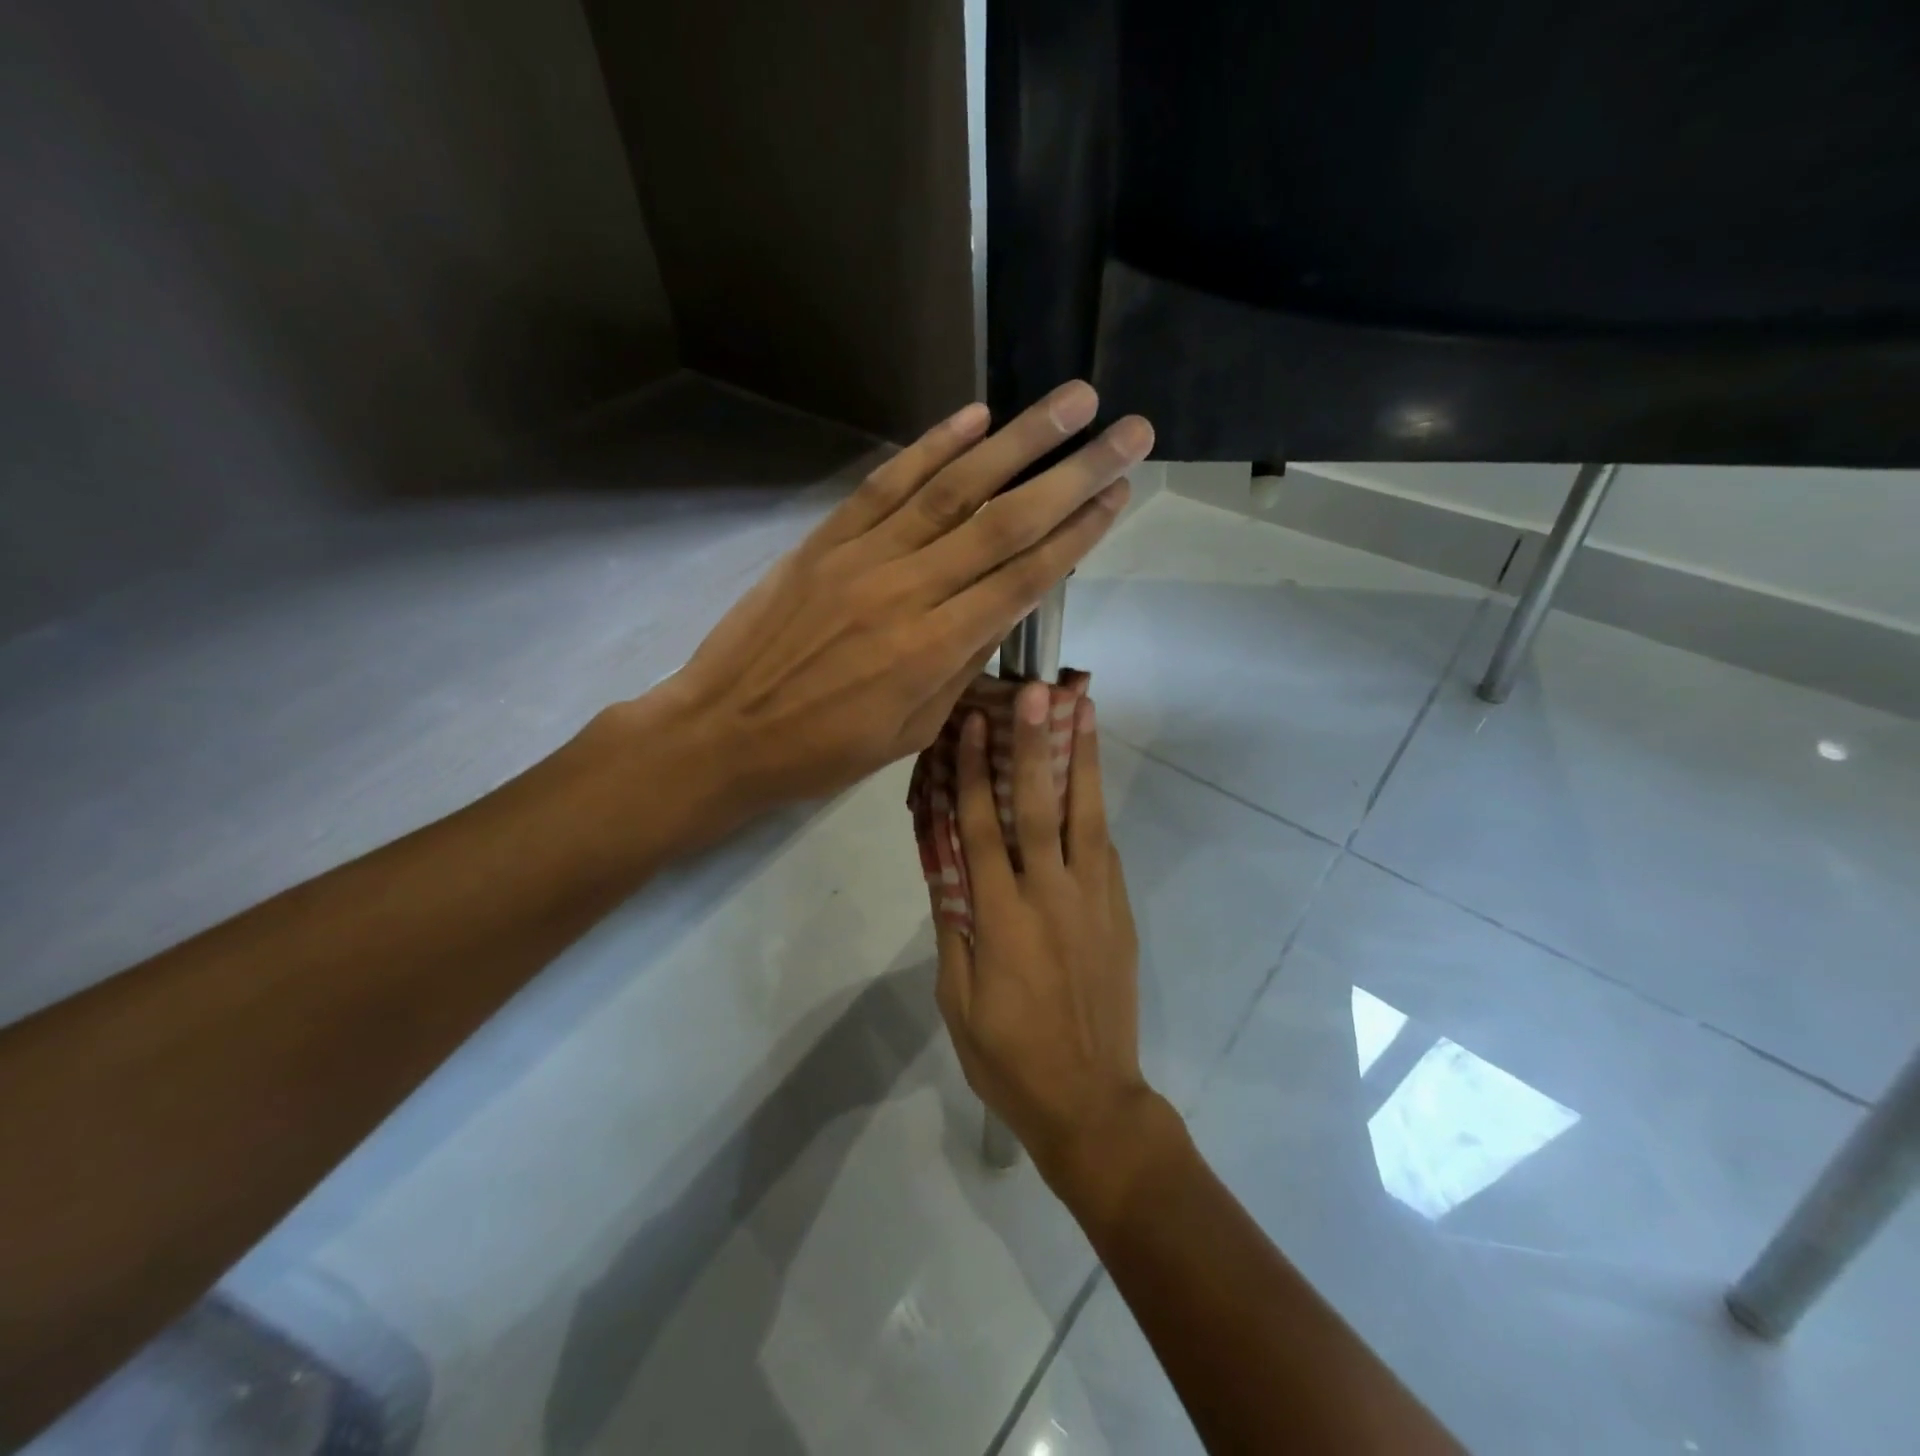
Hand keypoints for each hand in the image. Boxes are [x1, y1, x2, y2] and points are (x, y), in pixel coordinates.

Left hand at [645, 382, 1152, 818]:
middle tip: (1129, 432)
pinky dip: (932, 446)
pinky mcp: (825, 539)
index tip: (1120, 495)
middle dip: (1074, 474)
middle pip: (1005, 522)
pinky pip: (886, 483)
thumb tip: (1004, 609)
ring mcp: (863, 557)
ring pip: (954, 489)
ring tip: (1071, 401)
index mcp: (933, 650)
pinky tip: (975, 416)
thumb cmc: (823, 751)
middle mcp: (908, 591)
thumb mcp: (910, 732)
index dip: (1078, 534)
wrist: (724, 733)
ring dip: (1018, 440)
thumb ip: (962, 667)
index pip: (1024, 578)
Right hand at [934, 683, 1179, 1224]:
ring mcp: (1095, 901)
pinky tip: (1089, 781)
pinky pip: (1105, 850)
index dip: (974, 772)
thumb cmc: (1009, 1057)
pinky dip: (1095, 808)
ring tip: (1084, 709)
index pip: (982, 828)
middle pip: (1041, 806)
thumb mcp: (958, 999)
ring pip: (1088, 816)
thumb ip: (953, 926)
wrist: (1091, 1102)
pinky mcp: (1120, 913)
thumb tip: (945, 865)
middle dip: (1035, 744)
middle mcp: (1052, 896)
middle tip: (1037, 692)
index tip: (971, 725)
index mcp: (1002, 918)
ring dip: (1084, 759)